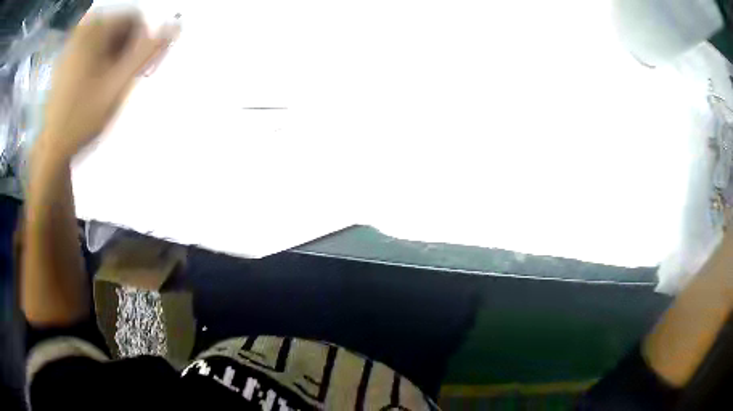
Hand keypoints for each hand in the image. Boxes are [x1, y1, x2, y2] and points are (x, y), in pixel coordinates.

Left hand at [38, 11, 176, 161]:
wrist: (53, 148)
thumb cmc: (84, 116)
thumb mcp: (119, 84)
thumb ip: (146, 53)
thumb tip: (175, 26)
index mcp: (95, 31)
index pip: (133, 19)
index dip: (141, 41)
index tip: (136, 68)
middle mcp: (82, 31)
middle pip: (118, 27)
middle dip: (125, 49)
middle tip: (121, 78)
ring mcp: (71, 46)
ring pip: (104, 38)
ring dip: (113, 56)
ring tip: (107, 84)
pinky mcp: (64, 60)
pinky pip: (90, 49)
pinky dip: (98, 60)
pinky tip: (93, 84)